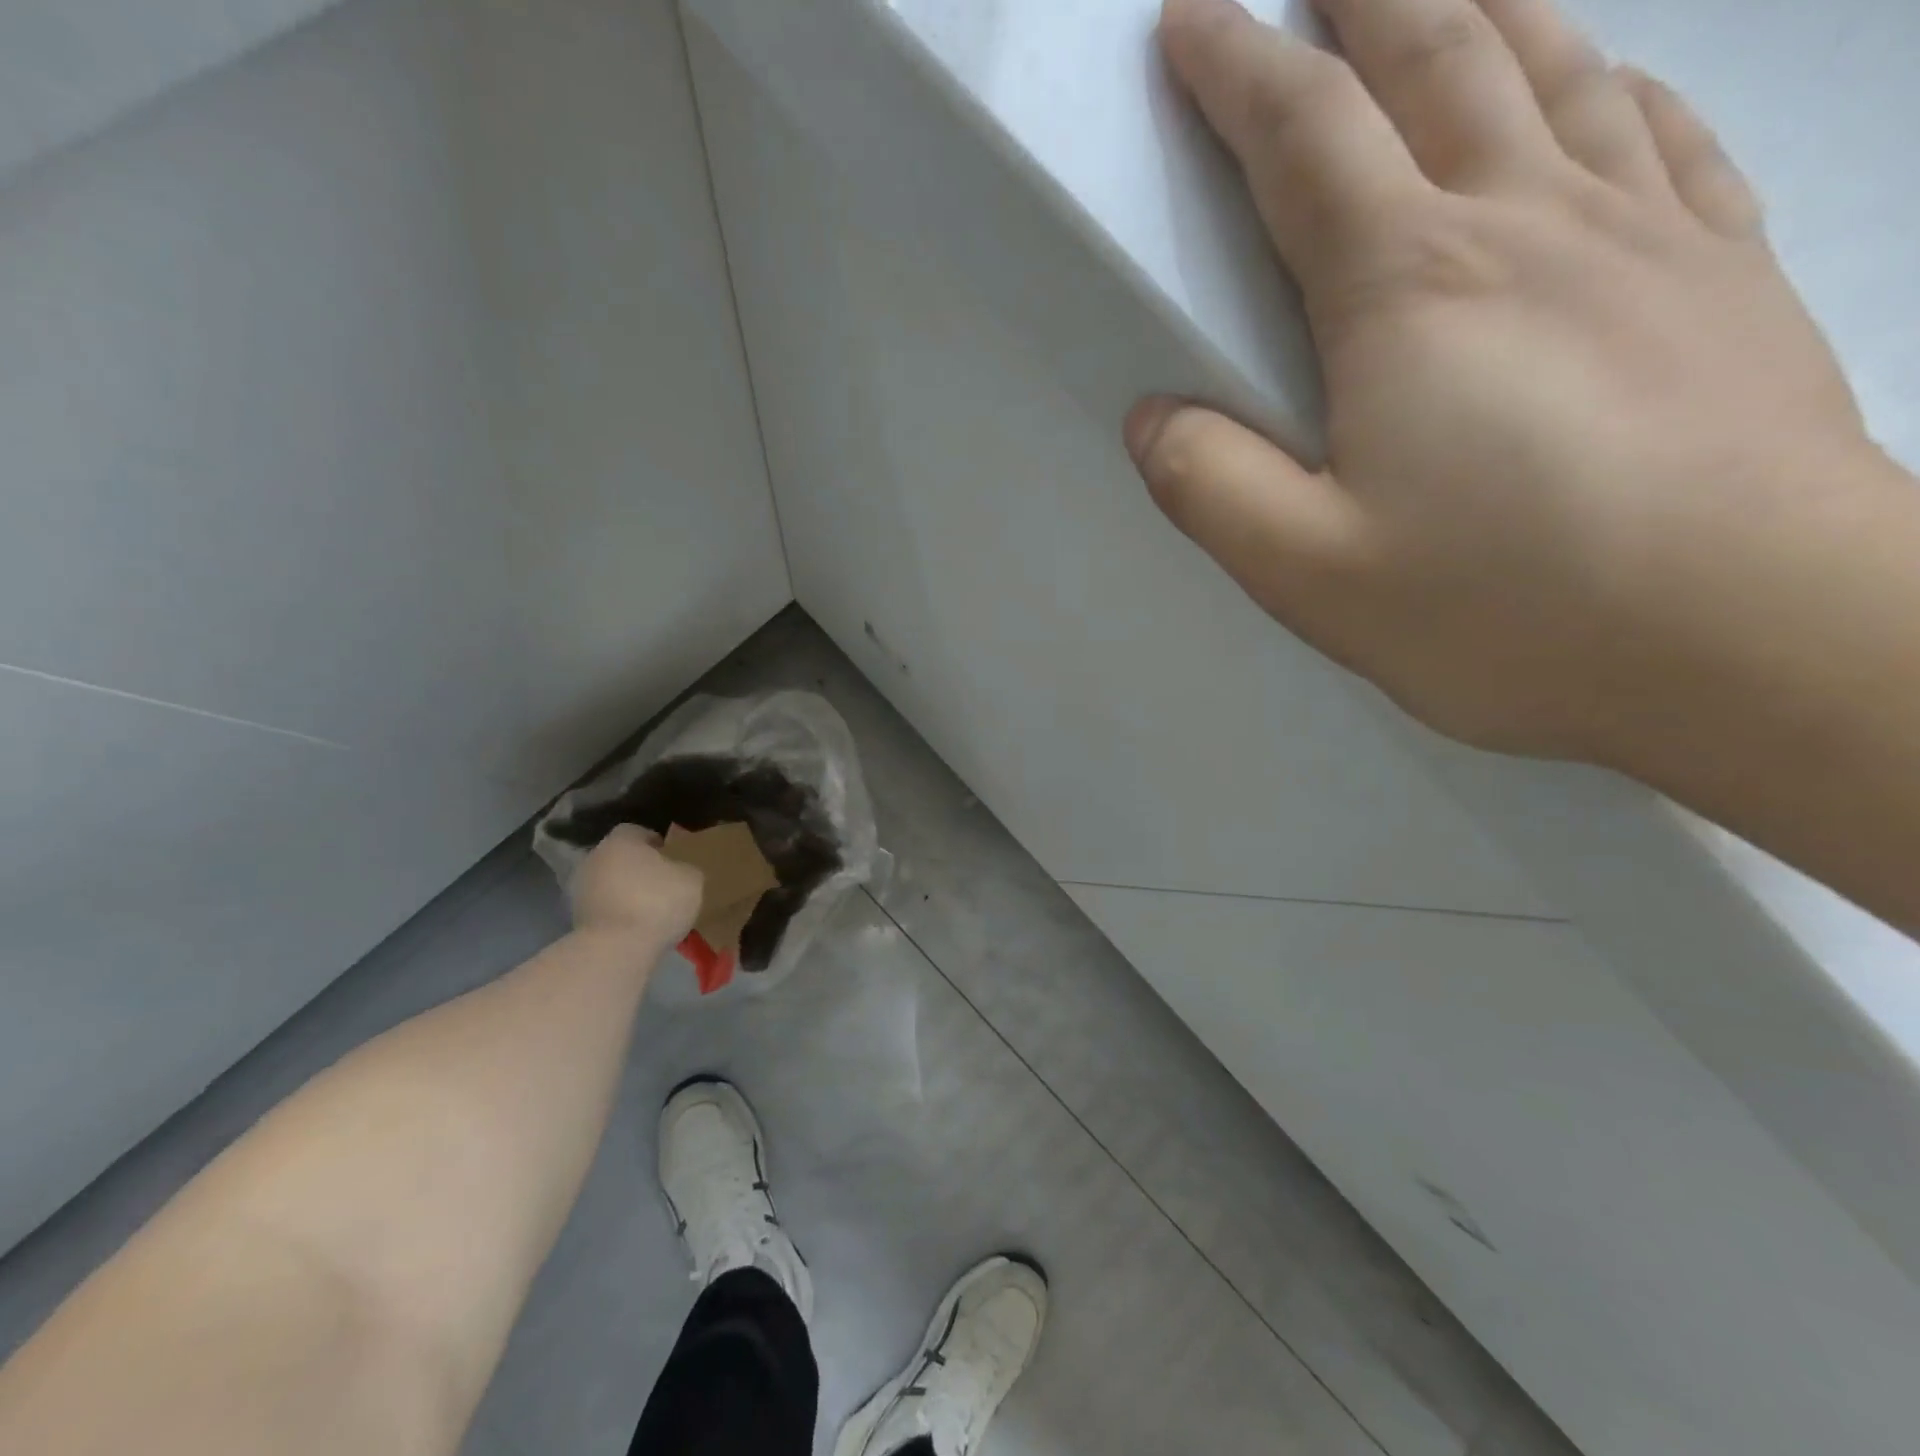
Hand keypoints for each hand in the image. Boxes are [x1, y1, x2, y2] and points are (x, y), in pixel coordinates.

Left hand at [570, 825, 703, 945]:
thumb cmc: (657, 901)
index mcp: (621, 840)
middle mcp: (594, 858)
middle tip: (663, 884)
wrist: (617, 949)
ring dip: (625, 893)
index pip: (637, 832)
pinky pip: (603, 909)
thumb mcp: (692, 879)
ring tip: (650, 911)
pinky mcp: (575, 920)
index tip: (672, 858)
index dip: (656, 843)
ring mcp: (580, 890)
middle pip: (620, 858)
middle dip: (638, 869)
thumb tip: (678, 871)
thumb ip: (684, 868)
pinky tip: (636, 929)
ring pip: (609, 884)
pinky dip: (617, 915)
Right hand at [1129, 0, 1887, 763]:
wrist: (1759, 643)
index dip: (1238, 71)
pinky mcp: (1726, 278)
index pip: (1304, 142)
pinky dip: (1610, 82)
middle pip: (1439, 59)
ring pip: (1556, 70)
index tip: (1192, 21)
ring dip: (1483, 9)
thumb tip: (1153, 420)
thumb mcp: (1310, 572)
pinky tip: (1596, 82)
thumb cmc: (1508, 611)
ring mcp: (1647, 237)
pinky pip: (1662, 133)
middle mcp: (1528, 226)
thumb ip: (1212, 488)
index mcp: (1410, 293)